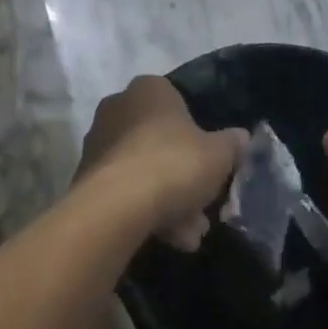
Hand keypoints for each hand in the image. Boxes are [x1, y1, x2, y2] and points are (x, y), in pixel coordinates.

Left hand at [76, 76, 246, 250]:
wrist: (117, 206)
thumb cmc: (174, 164)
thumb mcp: (219, 154)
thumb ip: (232, 144)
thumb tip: (241, 137)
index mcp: (149, 89)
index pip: (178, 104)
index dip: (199, 137)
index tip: (212, 167)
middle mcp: (118, 107)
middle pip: (161, 143)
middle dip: (184, 180)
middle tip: (202, 210)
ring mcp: (98, 142)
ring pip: (144, 171)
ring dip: (169, 202)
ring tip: (188, 237)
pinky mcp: (86, 177)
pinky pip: (125, 191)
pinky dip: (145, 212)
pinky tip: (166, 239)